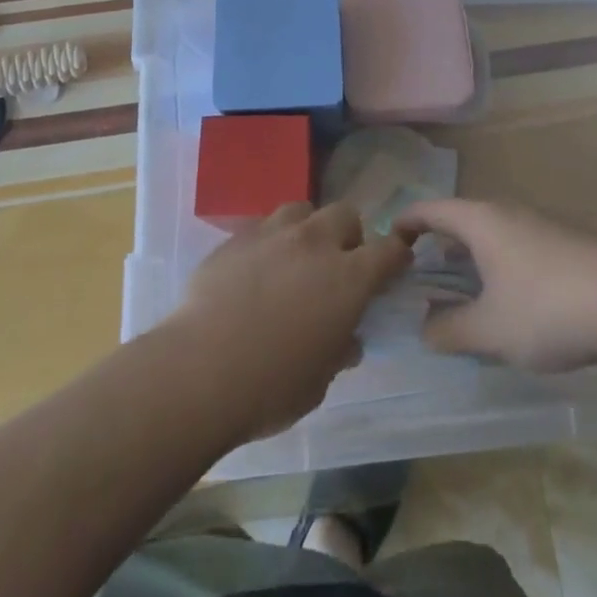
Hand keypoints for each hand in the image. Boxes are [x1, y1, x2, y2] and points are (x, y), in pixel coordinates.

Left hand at [169, 203, 411, 442]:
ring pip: (303, 210)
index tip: (395, 265)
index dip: (396, 255)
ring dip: (308, 230)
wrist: (199, 370)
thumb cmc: (270, 386)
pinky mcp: (238, 236)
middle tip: (337, 266)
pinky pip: (265, 226)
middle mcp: (315, 243)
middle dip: (348, 235)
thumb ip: (338, 350)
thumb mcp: (319, 381)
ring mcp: (274, 233)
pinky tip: (256, 270)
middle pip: (345, 215)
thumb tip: (346, 339)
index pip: (388, 250)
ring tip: (295, 259)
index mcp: (347, 278)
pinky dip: (271, 242)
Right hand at [394, 199, 596, 372]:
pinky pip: (517, 248)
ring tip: (460, 290)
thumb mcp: (491, 330)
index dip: (407, 221)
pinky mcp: (565, 245)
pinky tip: (508, 302)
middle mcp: (507, 213)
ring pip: (493, 235)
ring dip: (472, 258)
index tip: (388, 240)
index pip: (431, 209)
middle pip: (462, 219)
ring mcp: (540, 226)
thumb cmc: (547, 308)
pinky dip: (499, 267)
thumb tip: (425, 329)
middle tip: (420, 273)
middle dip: (439, 244)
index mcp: (481, 220)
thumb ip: (451, 330)